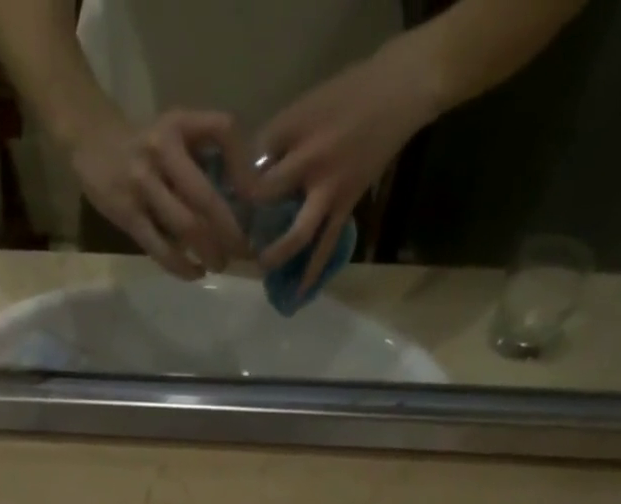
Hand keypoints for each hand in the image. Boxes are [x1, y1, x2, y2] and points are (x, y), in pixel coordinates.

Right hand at [69, 110, 250, 278]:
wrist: (91, 142)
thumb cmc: (144, 145)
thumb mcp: (175, 133)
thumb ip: (204, 156)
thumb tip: (242, 199)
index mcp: (179, 123)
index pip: (223, 130)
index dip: (244, 165)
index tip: (255, 198)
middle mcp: (162, 149)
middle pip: (205, 196)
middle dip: (230, 230)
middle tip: (243, 251)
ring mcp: (142, 183)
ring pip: (185, 226)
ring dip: (209, 252)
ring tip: (220, 265)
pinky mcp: (127, 213)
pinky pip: (159, 247)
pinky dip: (182, 266)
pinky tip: (196, 273)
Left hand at [250, 39, 442, 294]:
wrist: (400, 91)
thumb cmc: (348, 93)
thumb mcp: (305, 105)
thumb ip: (277, 140)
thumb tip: (248, 174)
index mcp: (295, 132)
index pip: (254, 162)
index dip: (234, 184)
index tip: (220, 201)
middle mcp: (311, 162)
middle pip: (268, 198)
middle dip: (247, 220)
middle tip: (232, 237)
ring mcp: (330, 189)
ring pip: (298, 232)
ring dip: (278, 253)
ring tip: (261, 268)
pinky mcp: (346, 206)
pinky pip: (327, 246)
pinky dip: (313, 271)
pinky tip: (298, 294)